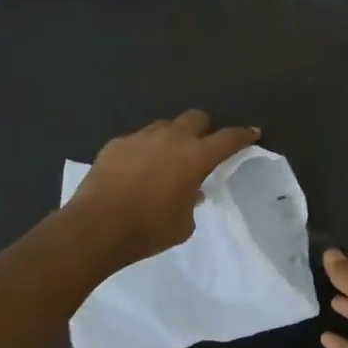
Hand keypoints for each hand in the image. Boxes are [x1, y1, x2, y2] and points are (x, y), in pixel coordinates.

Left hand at [68, 111, 260, 266]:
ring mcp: (141, 137)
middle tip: (202, 147)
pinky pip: (137, 140)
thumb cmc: (149, 229)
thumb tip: (191, 191)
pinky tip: (136, 170)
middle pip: (196, 117)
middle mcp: (171, 138)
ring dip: (172, 137)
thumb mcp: (183, 224)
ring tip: (166, 158)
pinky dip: (143, 150)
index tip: (252, 133)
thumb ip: (192, 202)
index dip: (243, 135)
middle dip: (204, 129)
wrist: (96, 227)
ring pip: (164, 125)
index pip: (228, 138)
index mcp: (195, 157)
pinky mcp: (115, 144)